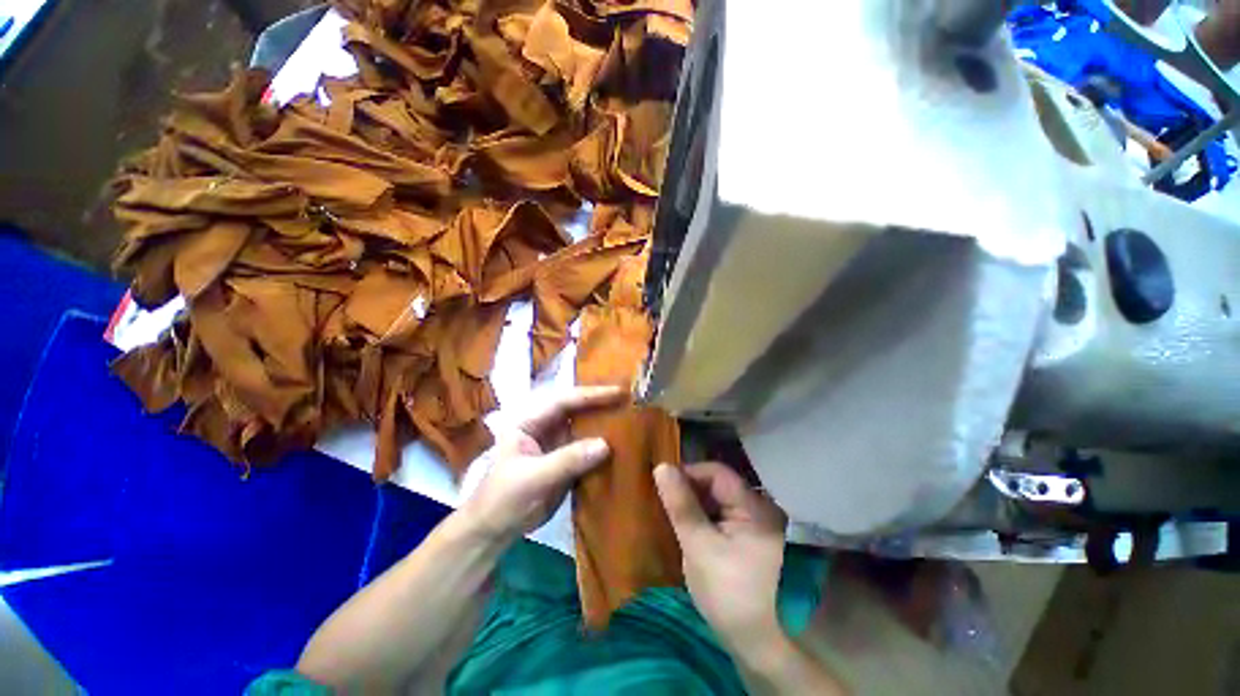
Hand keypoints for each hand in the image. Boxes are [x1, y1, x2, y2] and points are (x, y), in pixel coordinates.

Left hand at [460, 386, 624, 542]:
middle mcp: (547, 428)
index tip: (618, 393)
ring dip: (606, 425)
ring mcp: (558, 445)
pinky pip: (589, 450)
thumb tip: (606, 444)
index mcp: (531, 421)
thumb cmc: (504, 498)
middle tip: (632, 401)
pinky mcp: (567, 463)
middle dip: (603, 404)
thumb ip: (567, 460)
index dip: (592, 395)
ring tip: (634, 419)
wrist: (496, 530)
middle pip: (578, 410)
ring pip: (586, 429)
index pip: (565, 401)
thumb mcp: (533, 477)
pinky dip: (605, 448)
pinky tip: (624, 447)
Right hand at [654, 462, 787, 647]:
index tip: (663, 487)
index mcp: (751, 505)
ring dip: (696, 509)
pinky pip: (724, 522)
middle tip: (665, 507)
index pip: (715, 472)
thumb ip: (682, 506)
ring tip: (674, 522)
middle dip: (690, 493)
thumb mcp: (701, 549)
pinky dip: (706, 524)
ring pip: (719, 505)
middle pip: (718, 487)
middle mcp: (758, 510)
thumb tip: (662, 467)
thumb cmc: (735, 595)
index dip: (688, 474)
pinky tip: (692, 538)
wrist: (773, 650)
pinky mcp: (752, 546)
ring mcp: (757, 529)